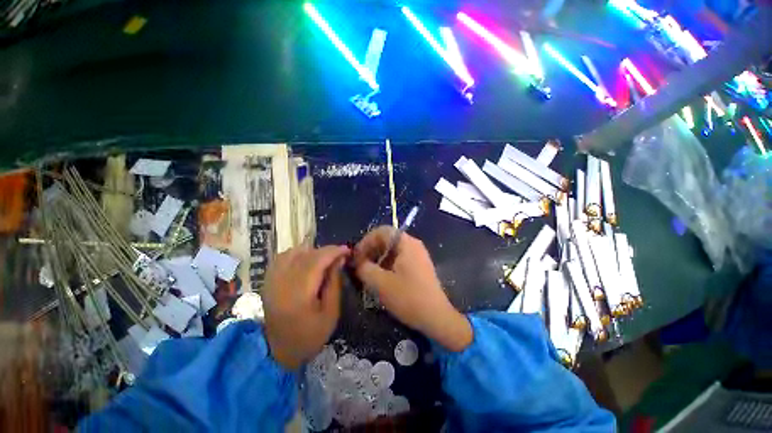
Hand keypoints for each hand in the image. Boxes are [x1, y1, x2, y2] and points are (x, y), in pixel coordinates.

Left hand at [262, 245, 349, 369]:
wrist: (277, 350)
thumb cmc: (309, 335)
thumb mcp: (331, 313)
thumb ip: (334, 283)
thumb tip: (339, 259)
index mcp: (299, 293)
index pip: (317, 260)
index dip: (334, 251)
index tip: (347, 250)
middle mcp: (283, 282)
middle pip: (306, 254)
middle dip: (326, 250)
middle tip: (340, 255)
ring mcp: (272, 280)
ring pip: (294, 252)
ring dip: (312, 251)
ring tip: (324, 259)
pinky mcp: (268, 280)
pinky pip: (283, 257)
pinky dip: (297, 254)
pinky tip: (306, 260)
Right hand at [353, 226, 472, 351]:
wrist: (436, 317)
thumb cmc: (408, 297)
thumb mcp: (381, 283)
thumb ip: (365, 268)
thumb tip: (358, 262)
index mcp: (406, 243)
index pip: (382, 231)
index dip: (366, 241)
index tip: (356, 256)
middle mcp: (414, 244)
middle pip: (388, 239)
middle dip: (371, 249)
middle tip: (360, 264)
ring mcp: (418, 255)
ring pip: (393, 249)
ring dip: (378, 257)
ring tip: (368, 271)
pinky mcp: (420, 265)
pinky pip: (400, 258)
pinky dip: (387, 263)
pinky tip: (382, 277)